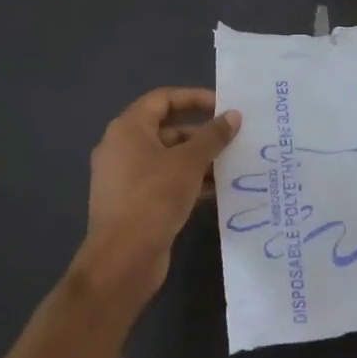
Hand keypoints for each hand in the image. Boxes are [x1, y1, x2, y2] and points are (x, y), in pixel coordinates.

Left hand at [71, 87, 240, 312]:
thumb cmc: (154, 198)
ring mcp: (126, 178)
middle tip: (234, 138)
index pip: (162, 99)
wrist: (123, 259)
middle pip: (167, 129)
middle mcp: (123, 148)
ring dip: (199, 160)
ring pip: (168, 158)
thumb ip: (213, 136)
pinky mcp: (134, 203)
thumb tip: (233, 116)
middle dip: (202, 133)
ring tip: (233, 164)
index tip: (223, 106)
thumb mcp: (189, 162)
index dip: (194, 98)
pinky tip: (218, 190)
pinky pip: (165, 182)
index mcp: (128, 129)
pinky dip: (189, 181)